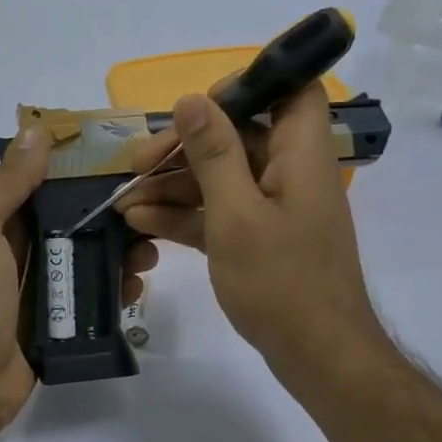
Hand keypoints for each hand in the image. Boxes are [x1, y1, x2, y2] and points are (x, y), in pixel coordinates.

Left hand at [0, 128, 157, 429]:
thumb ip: (7, 184)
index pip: (46, 185)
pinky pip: (93, 299)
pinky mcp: (59, 323)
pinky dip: (116, 291)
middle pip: (75, 222)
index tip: (126, 159)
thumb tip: (35, 130)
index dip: (82, 171)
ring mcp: (41, 289)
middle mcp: (20, 250)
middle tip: (150, 211)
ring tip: (150, 253)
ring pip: (89, 260)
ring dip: (121, 253)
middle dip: (112, 214)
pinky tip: (136, 287)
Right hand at [119, 84, 384, 388]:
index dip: (248, 86)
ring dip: (174, 185)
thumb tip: (192, 99)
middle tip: (138, 164)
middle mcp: (291, 173)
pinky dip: (185, 215)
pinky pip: (220, 213)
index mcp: (300, 155)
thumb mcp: (236, 214)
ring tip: (124, 198)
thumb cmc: (280, 281)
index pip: (291, 90)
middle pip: (240, 137)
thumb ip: (214, 154)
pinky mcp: (260, 239)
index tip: (197, 107)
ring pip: (222, 178)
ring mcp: (275, 209)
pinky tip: (141, 222)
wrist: (317, 355)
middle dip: (186, 147)